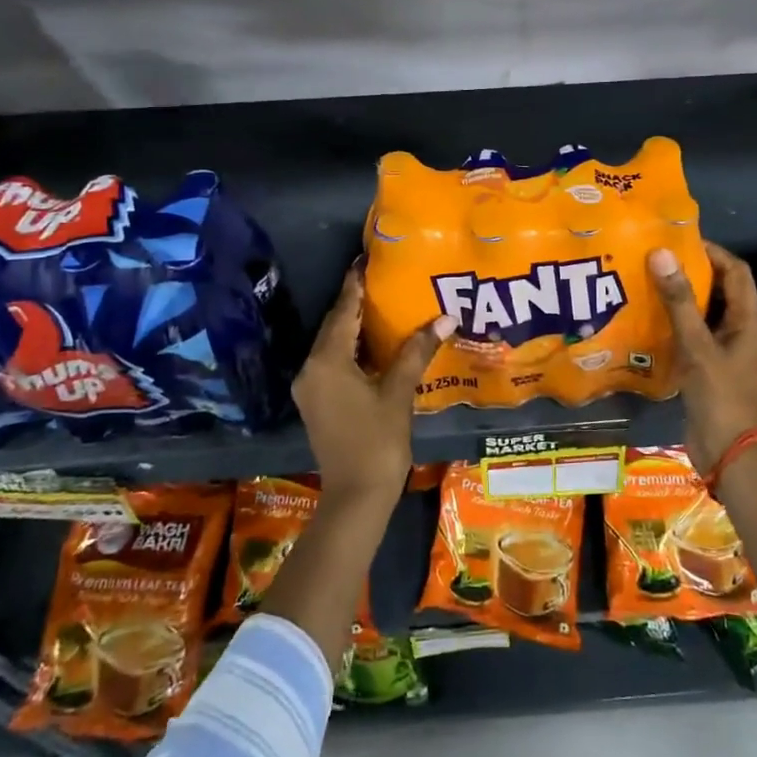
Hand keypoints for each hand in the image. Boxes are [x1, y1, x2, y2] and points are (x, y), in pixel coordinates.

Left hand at [291, 265, 455, 502]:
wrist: (356, 496)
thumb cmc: (378, 442)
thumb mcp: (398, 393)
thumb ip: (417, 351)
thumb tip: (445, 317)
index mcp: (327, 361)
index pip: (343, 312)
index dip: (355, 285)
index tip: (366, 260)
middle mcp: (311, 369)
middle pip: (334, 326)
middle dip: (356, 303)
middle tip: (382, 279)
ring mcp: (311, 388)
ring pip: (332, 345)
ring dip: (354, 326)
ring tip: (383, 305)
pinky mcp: (317, 402)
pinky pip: (332, 362)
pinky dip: (351, 348)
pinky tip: (375, 344)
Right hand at [649, 241, 756, 472]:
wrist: (729, 453)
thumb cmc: (720, 396)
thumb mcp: (697, 346)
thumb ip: (679, 301)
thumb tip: (662, 254)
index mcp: (748, 320)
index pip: (735, 271)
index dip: (711, 251)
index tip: (677, 240)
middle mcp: (741, 330)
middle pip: (720, 289)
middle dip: (691, 272)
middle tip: (654, 260)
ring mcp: (726, 351)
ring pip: (704, 314)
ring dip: (680, 299)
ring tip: (646, 283)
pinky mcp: (709, 368)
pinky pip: (693, 336)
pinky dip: (675, 325)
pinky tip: (647, 321)